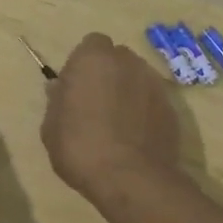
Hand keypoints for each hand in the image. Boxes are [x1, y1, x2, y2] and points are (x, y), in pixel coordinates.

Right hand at [41, 33, 182, 208]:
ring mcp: (153, 83)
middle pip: (117, 58)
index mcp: (94, 58)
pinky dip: (145, 111)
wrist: (131, 178)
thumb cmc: (81, 147)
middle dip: (108, 73)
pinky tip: (136, 137)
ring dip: (128, 91)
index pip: (92, 44)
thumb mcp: (51, 127)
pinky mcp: (172, 108)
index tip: (77, 87)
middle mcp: (127, 62)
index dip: (84, 63)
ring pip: (137, 78)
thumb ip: (57, 101)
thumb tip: (60, 89)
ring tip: (118, 123)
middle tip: (96, 103)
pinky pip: (152, 101)